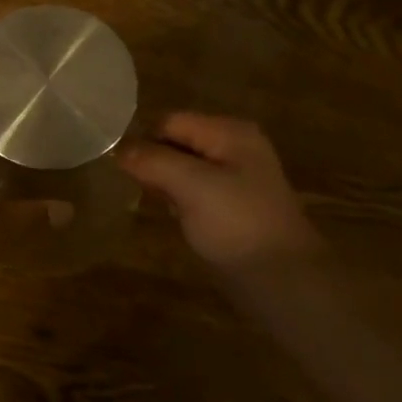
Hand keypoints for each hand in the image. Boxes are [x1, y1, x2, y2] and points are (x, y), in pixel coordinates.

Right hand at [117, 114, 324, 285]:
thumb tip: (118, 149)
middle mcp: (234, 147)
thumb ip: (153, 161)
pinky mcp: (232, 206)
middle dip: (154, 161)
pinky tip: (172, 216)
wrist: (283, 280)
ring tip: (151, 202)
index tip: (124, 168)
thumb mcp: (191, 186)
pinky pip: (194, 191)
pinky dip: (178, 199)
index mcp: (230, 132)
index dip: (145, 140)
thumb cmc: (237, 223)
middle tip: (136, 187)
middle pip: (177, 142)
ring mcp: (235, 178)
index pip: (171, 121)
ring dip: (164, 182)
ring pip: (183, 168)